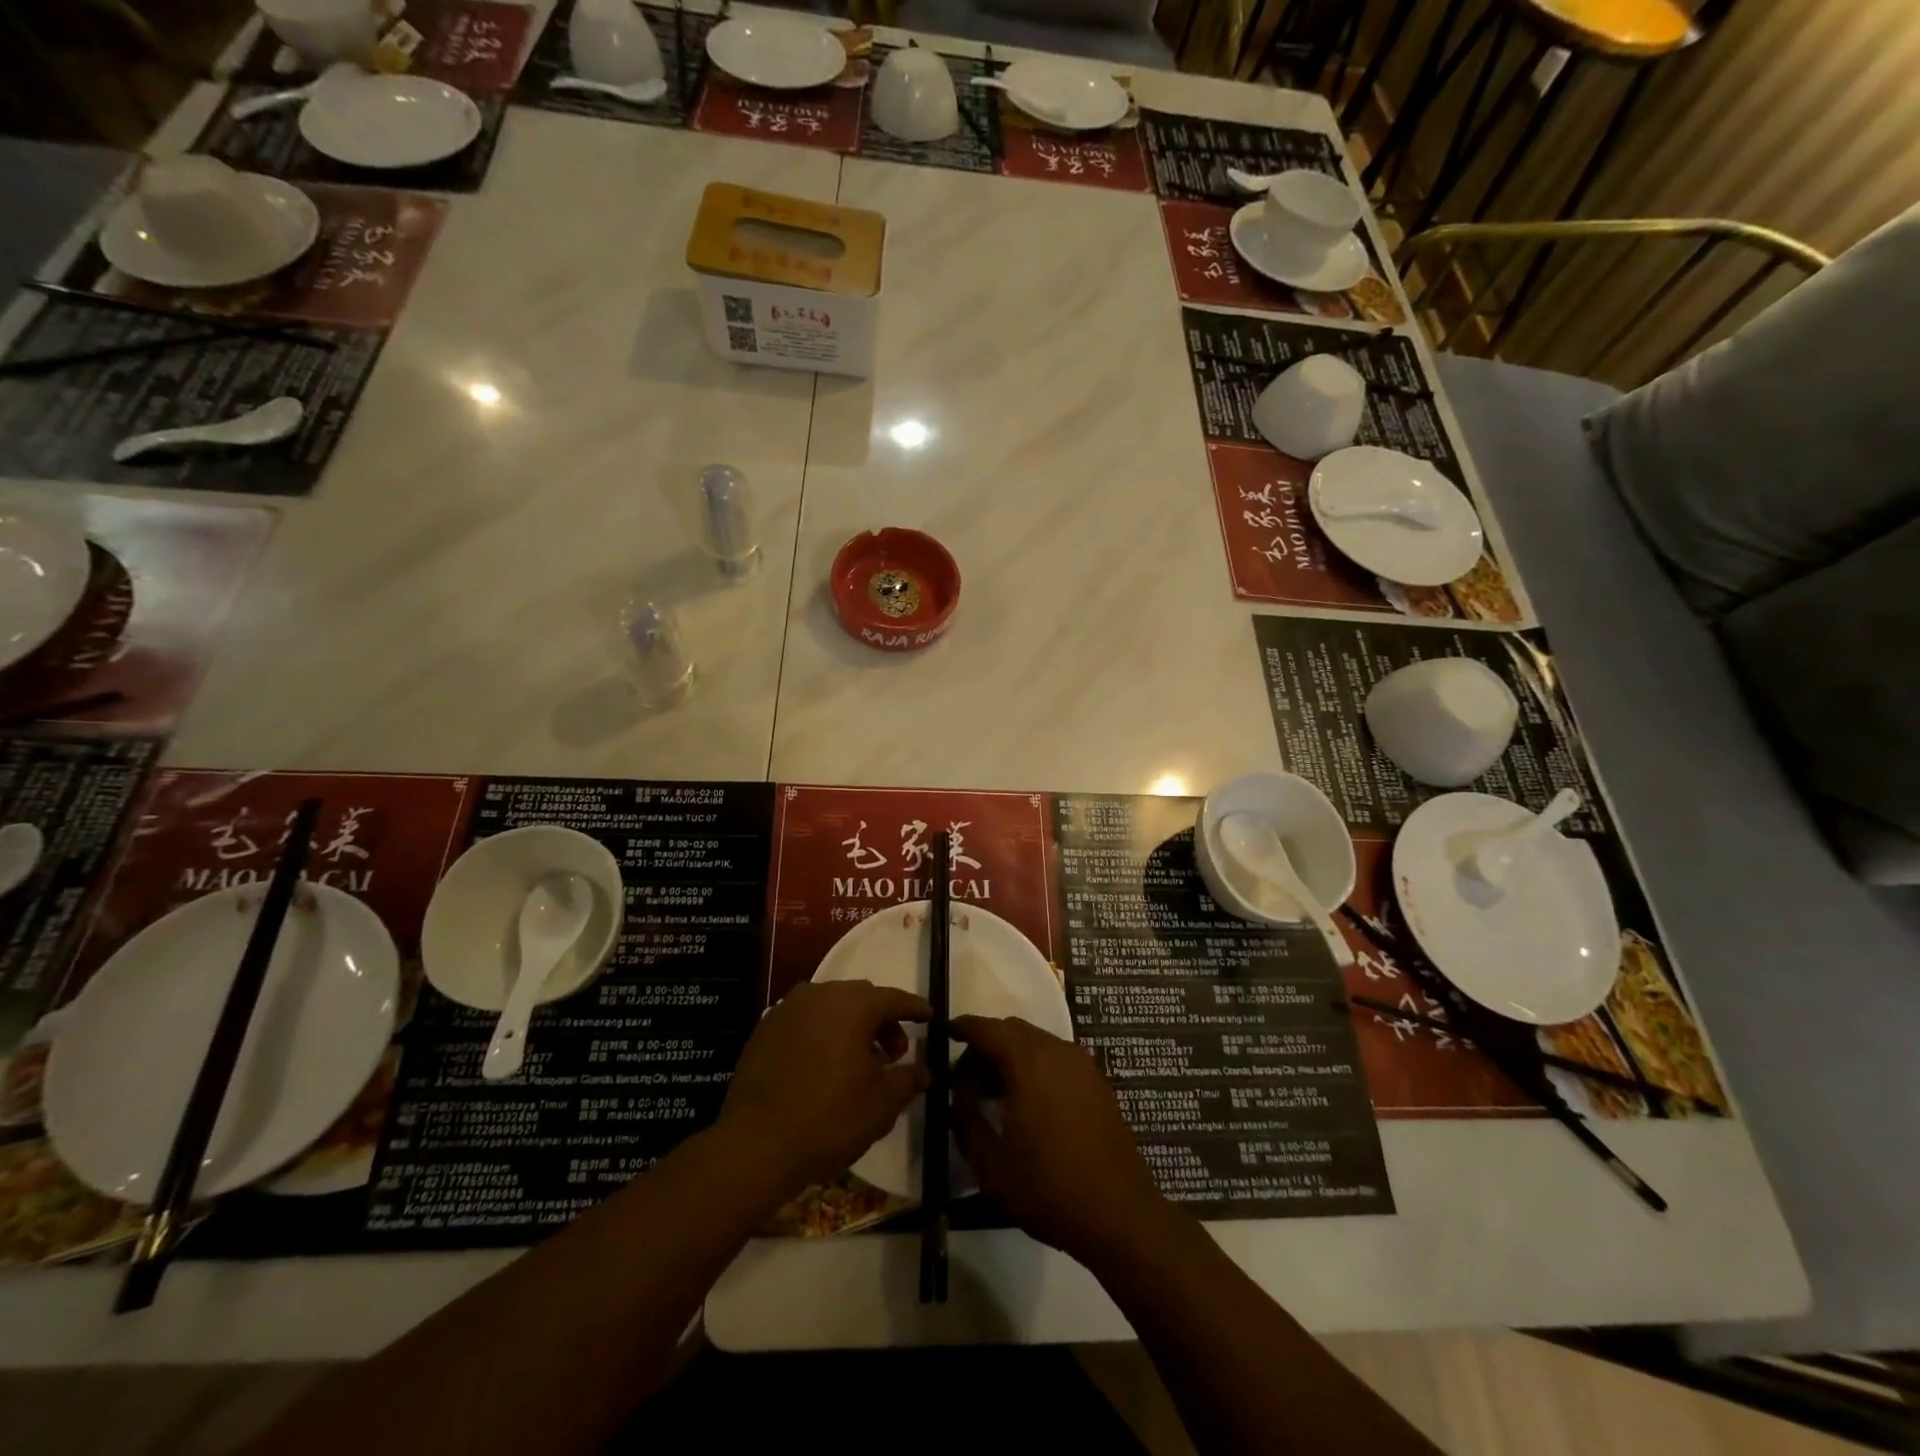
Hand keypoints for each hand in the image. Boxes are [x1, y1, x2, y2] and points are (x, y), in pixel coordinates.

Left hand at [716, 980, 929, 1199]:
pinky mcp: (764, 1029)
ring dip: (850, 1027)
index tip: (930, 1016)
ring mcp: (787, 1009)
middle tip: (894, 1053)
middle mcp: (820, 994)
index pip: (893, 998)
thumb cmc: (830, 1118)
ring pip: (830, 1008)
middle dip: (881, 1021)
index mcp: (853, 1004)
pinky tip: (823, 1067)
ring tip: (857, 1063)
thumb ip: (908, 1079)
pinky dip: (821, 1035)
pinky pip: (804, 1022)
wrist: (756, 1144)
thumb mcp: (882, 1103)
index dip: (914, 1008)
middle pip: (861, 999)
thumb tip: (925, 1071)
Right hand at [951, 1015, 1175, 1268]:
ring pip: (1036, 1043)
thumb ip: (967, 1126)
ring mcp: (1082, 1065)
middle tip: (965, 1083)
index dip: (963, 1028)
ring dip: (1011, 1058)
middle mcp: (1057, 1051)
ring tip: (994, 1096)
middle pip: (1012, 1031)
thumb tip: (958, 1104)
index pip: (987, 1029)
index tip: (944, 1034)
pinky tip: (1027, 1104)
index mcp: (1028, 1063)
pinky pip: (1057, 1058)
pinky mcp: (1097, 1083)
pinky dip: (1035, 1067)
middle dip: (985, 1048)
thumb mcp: (993, 1168)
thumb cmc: (1050, 1189)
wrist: (1121, 1215)